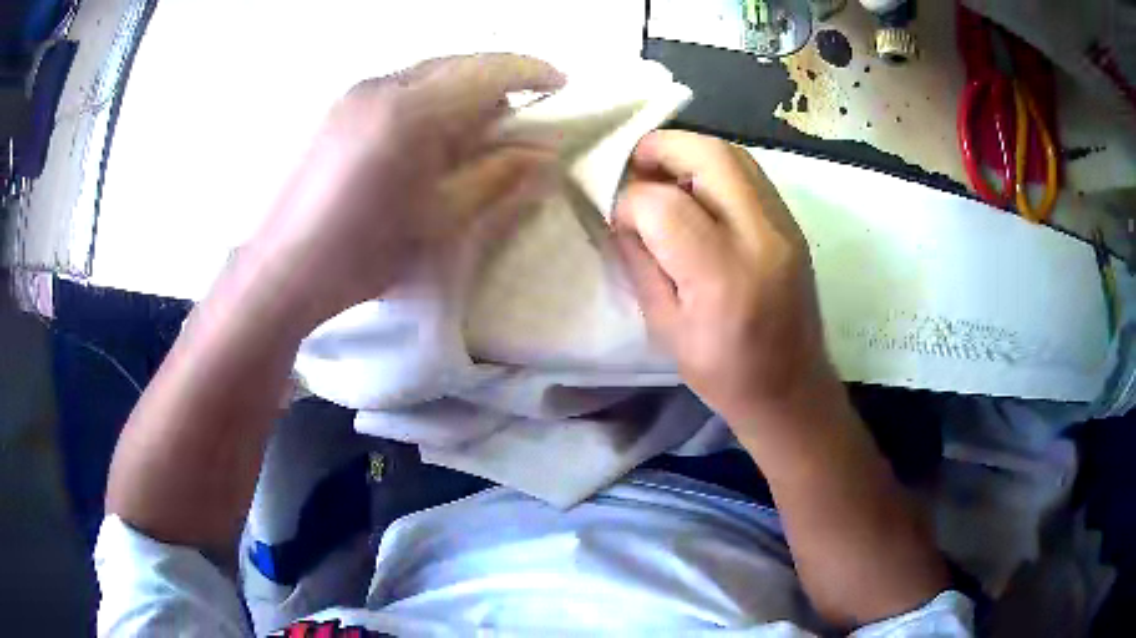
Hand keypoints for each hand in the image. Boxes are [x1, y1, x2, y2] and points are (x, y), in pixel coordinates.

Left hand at [242, 54, 564, 329]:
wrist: (282, 270)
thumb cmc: (362, 253)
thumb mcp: (440, 220)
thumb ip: (497, 177)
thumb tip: (545, 153)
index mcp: (412, 111)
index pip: (488, 70)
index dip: (532, 71)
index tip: (561, 84)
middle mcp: (383, 85)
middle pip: (458, 62)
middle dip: (497, 81)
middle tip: (518, 119)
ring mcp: (355, 93)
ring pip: (427, 72)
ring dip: (461, 91)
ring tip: (473, 133)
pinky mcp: (338, 109)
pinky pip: (400, 87)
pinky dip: (429, 99)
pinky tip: (428, 137)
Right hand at [613, 131, 835, 426]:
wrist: (792, 389)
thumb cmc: (724, 375)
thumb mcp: (665, 328)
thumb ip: (642, 262)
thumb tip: (625, 215)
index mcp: (723, 278)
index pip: (665, 205)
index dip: (631, 202)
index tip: (621, 219)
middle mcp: (761, 239)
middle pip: (709, 156)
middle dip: (662, 148)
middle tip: (635, 164)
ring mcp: (785, 226)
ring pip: (733, 154)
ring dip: (690, 153)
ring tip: (663, 174)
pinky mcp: (793, 224)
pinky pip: (750, 173)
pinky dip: (714, 168)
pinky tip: (697, 192)